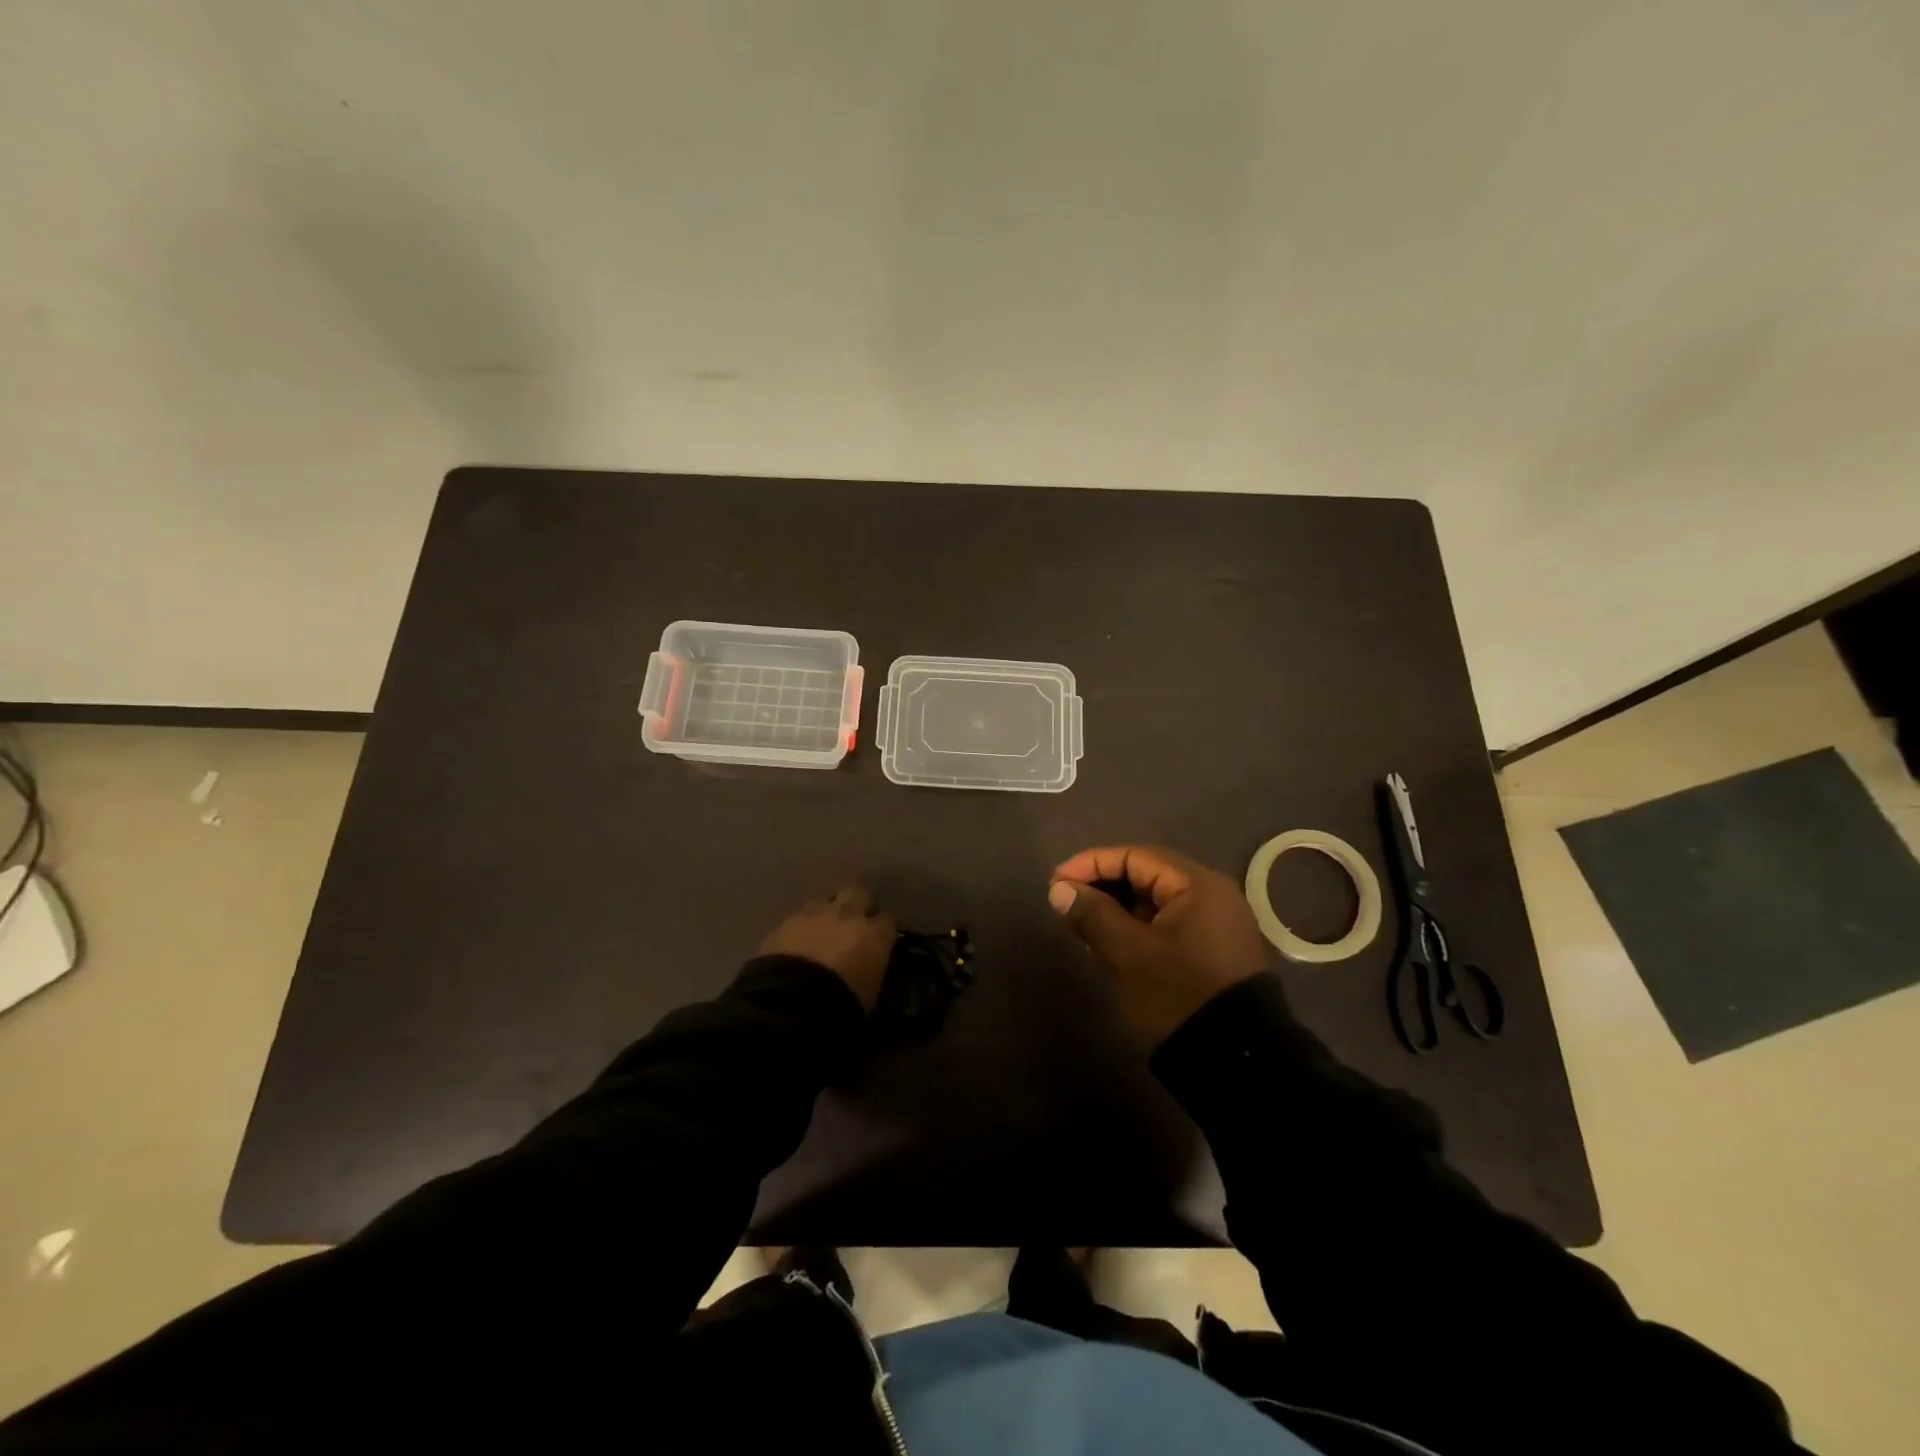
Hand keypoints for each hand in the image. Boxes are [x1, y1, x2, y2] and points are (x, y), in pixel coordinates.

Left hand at [759, 885, 895, 1011]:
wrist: (790, 1002)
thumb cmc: (842, 1005)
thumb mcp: (870, 993)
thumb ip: (872, 969)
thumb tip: (868, 966)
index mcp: (874, 934)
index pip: (888, 920)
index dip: (882, 929)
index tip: (879, 940)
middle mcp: (848, 914)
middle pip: (859, 891)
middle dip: (859, 902)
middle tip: (854, 920)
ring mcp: (814, 914)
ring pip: (825, 901)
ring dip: (826, 913)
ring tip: (821, 933)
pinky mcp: (786, 922)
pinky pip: (799, 918)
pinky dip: (801, 928)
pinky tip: (797, 944)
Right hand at [1049, 846, 1269, 1041]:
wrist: (1236, 1060)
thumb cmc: (1179, 993)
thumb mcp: (1129, 954)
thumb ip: (1092, 915)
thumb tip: (1059, 890)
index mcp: (1197, 884)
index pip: (1135, 856)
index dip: (1091, 864)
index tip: (1056, 883)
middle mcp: (1211, 894)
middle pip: (1146, 875)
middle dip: (1102, 885)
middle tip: (1065, 903)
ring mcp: (1214, 922)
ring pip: (1154, 901)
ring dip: (1116, 908)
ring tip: (1081, 925)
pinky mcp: (1211, 949)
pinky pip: (1166, 923)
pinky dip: (1136, 927)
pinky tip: (1109, 943)